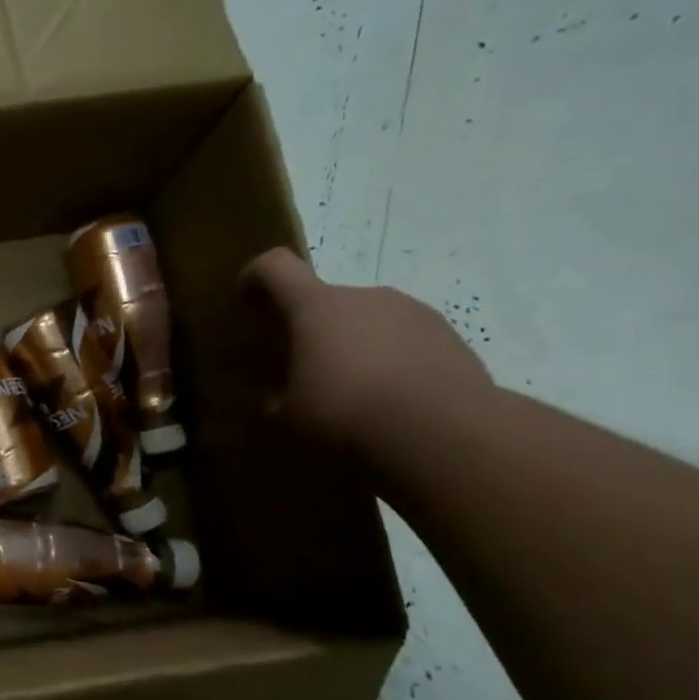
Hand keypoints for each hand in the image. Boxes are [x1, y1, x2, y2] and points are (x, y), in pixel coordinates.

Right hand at [241, 249, 492, 453]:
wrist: (443, 432)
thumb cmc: (345, 412)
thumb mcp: (292, 416)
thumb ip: (278, 400)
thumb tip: (276, 401)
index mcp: (316, 307)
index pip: (276, 267)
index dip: (256, 276)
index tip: (247, 297)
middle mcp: (365, 297)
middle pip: (328, 299)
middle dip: (314, 328)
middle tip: (306, 367)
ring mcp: (414, 313)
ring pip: (371, 320)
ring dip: (357, 344)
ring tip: (355, 390)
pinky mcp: (451, 338)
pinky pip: (407, 342)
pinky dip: (393, 362)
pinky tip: (392, 401)